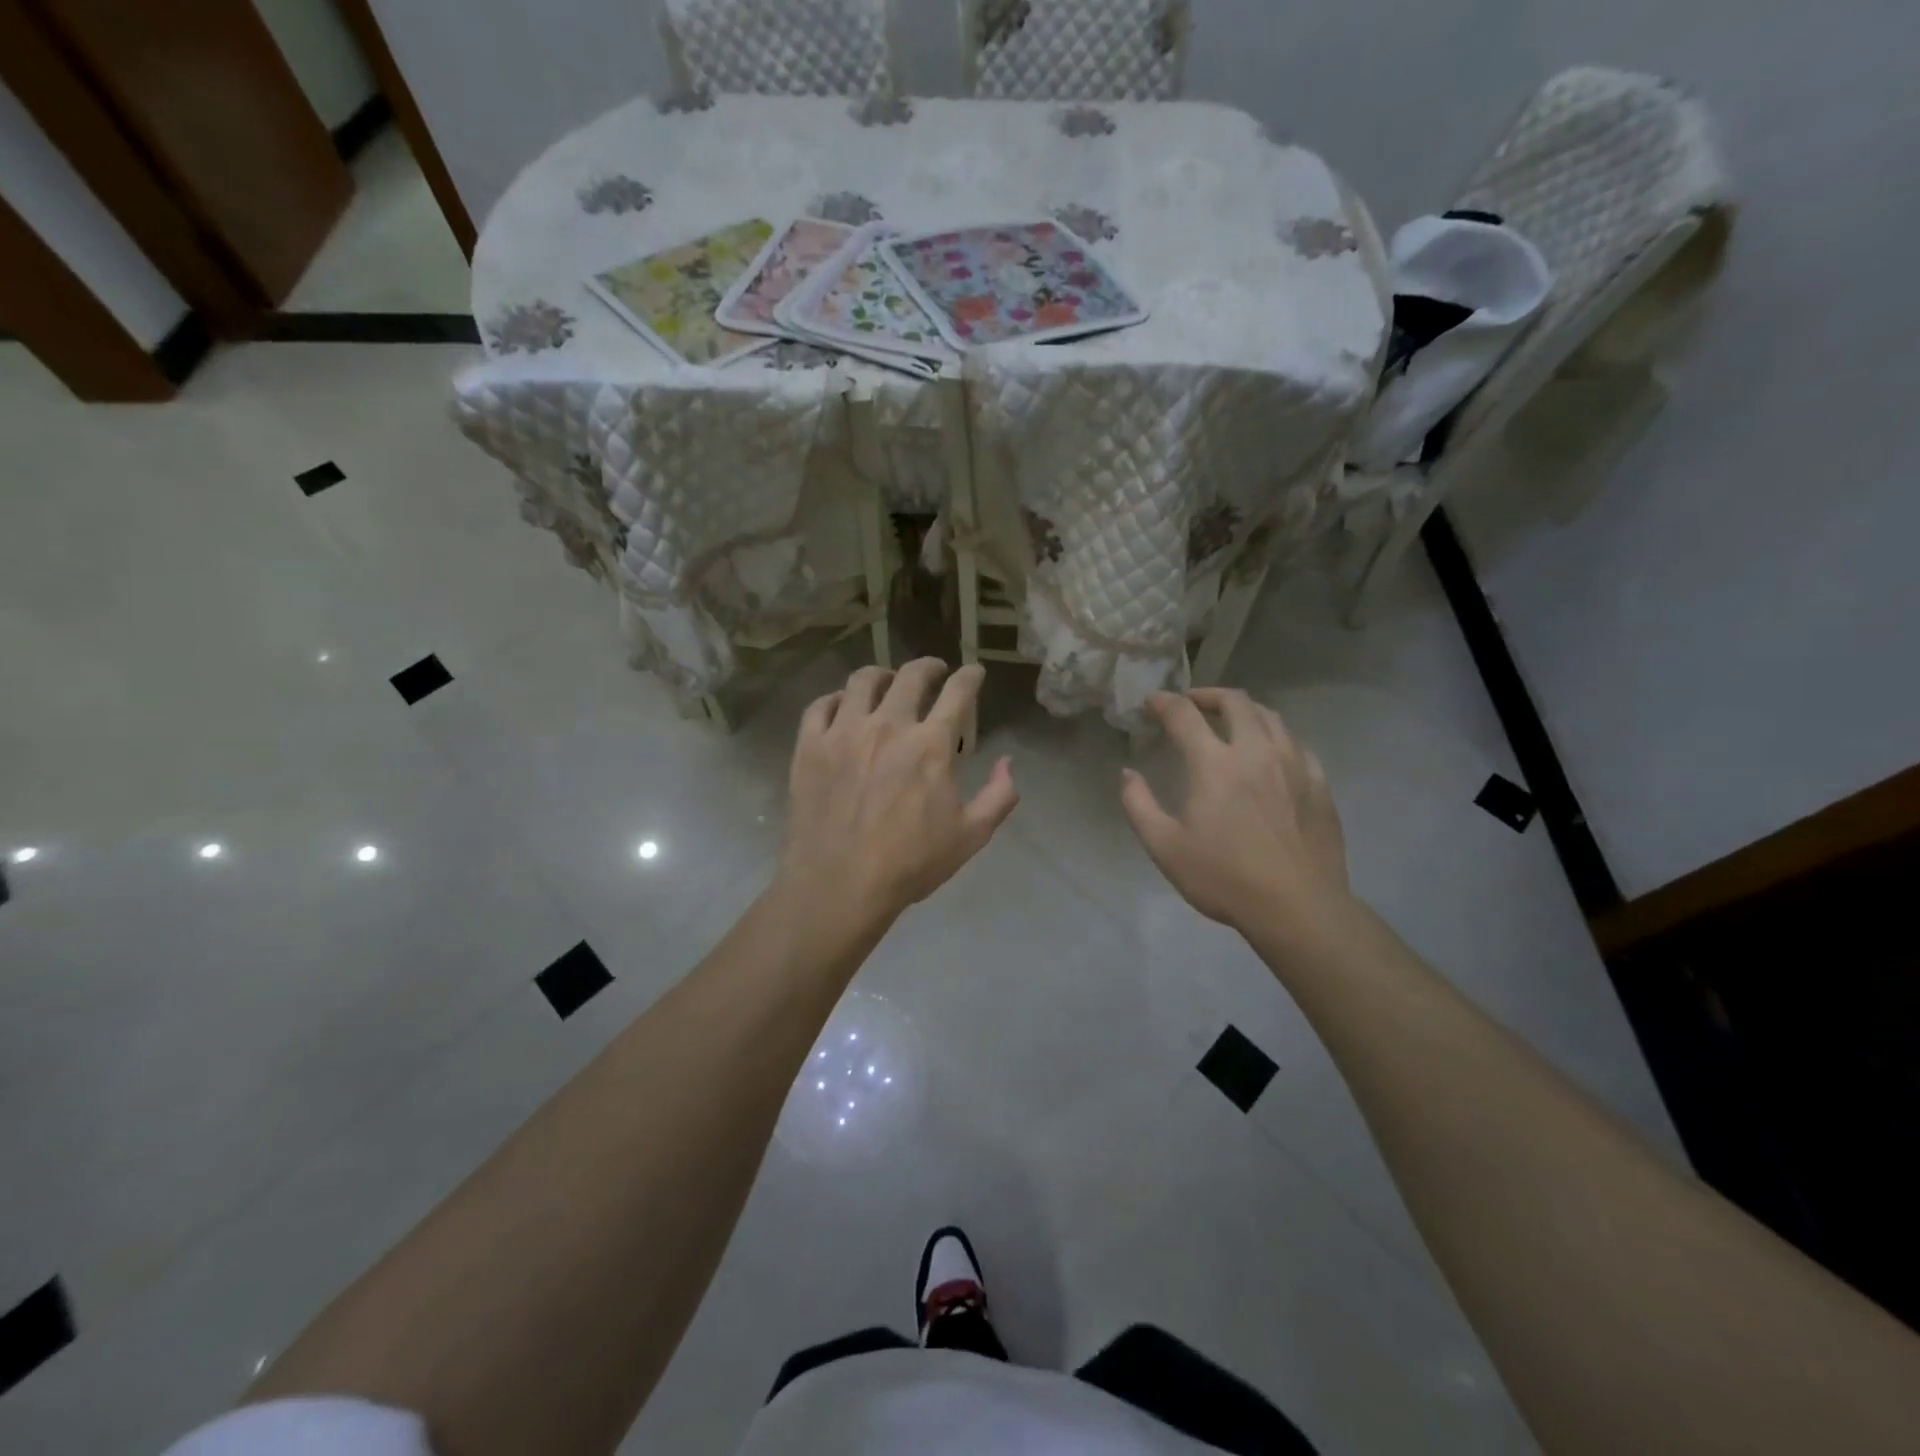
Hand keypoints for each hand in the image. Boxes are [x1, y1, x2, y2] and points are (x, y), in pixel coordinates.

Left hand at [783, 659, 1018, 925]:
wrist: (839, 885)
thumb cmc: (910, 864)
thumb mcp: (971, 836)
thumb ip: (998, 795)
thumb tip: (1008, 763)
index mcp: (931, 745)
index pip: (958, 693)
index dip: (970, 676)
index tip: (974, 672)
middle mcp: (889, 725)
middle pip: (911, 676)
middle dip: (929, 667)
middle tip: (934, 671)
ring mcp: (844, 732)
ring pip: (862, 680)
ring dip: (882, 675)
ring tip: (887, 682)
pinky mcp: (810, 746)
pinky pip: (821, 705)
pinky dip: (837, 699)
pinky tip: (843, 706)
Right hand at [1120, 689, 1349, 934]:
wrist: (1298, 907)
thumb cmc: (1224, 878)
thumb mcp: (1164, 847)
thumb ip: (1139, 805)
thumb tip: (1128, 774)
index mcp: (1214, 765)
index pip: (1185, 715)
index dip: (1164, 702)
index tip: (1152, 702)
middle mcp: (1256, 752)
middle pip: (1235, 702)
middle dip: (1208, 695)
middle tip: (1192, 704)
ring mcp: (1293, 764)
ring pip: (1271, 716)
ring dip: (1244, 710)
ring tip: (1230, 721)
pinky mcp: (1318, 783)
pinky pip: (1295, 743)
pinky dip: (1274, 736)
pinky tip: (1269, 753)